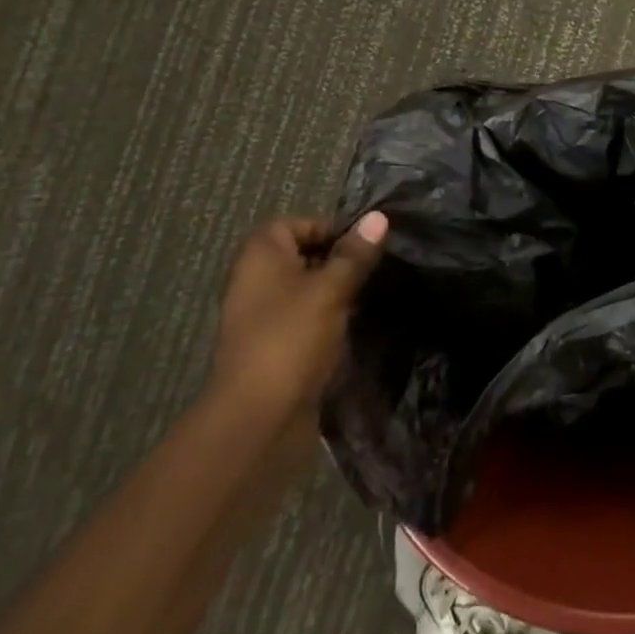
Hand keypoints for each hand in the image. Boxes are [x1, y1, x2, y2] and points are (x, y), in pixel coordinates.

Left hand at [212, 212, 386, 412]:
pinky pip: (304, 319)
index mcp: (260, 257)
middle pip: (300, 255)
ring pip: (305, 289)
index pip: (294, 223)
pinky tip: (353, 326)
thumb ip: (354, 254)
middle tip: (373, 268)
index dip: (329, 227)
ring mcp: (262, 317)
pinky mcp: (274, 347)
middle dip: (338, 259)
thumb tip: (379, 217)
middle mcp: (255, 282)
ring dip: (335, 290)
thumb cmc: (291, 338)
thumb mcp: (330, 289)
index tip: (364, 244)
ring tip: (370, 295)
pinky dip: (327, 318)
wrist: (258, 417)